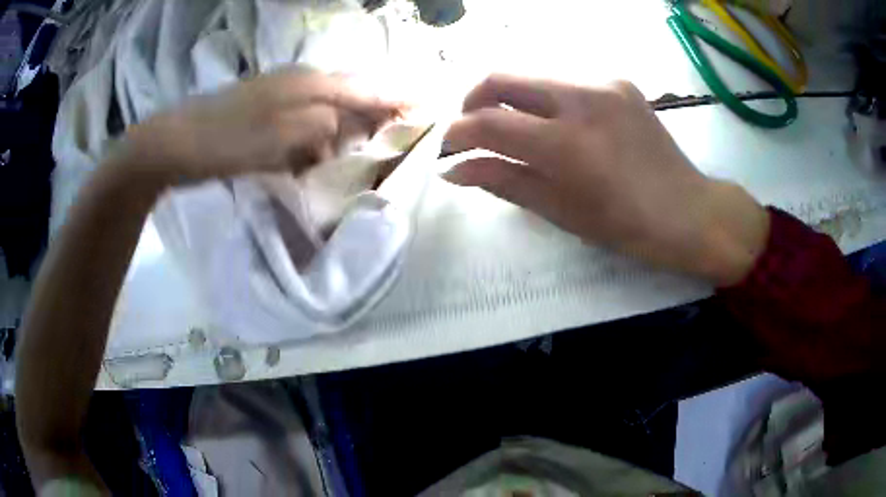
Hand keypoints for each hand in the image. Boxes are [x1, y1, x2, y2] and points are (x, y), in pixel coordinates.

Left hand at [111, 70, 402, 184]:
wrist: (173, 142)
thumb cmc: (224, 142)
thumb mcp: (277, 139)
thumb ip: (319, 127)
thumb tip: (340, 128)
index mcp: (307, 85)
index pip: (364, 88)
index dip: (396, 97)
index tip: (426, 104)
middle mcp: (299, 81)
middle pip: (351, 89)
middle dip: (380, 103)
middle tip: (404, 120)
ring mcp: (280, 92)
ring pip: (330, 100)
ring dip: (352, 116)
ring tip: (371, 133)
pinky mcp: (266, 106)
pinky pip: (308, 112)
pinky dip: (324, 126)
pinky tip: (323, 143)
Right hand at [444, 74, 769, 285]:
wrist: (690, 212)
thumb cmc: (627, 227)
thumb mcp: (562, 211)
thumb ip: (504, 181)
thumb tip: (455, 170)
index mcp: (568, 144)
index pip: (489, 122)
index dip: (456, 133)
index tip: (446, 148)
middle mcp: (582, 99)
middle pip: (501, 78)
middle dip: (473, 101)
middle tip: (471, 130)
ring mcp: (603, 84)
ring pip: (531, 77)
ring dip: (509, 100)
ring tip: (514, 131)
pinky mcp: (618, 82)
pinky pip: (564, 82)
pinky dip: (545, 100)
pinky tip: (557, 126)